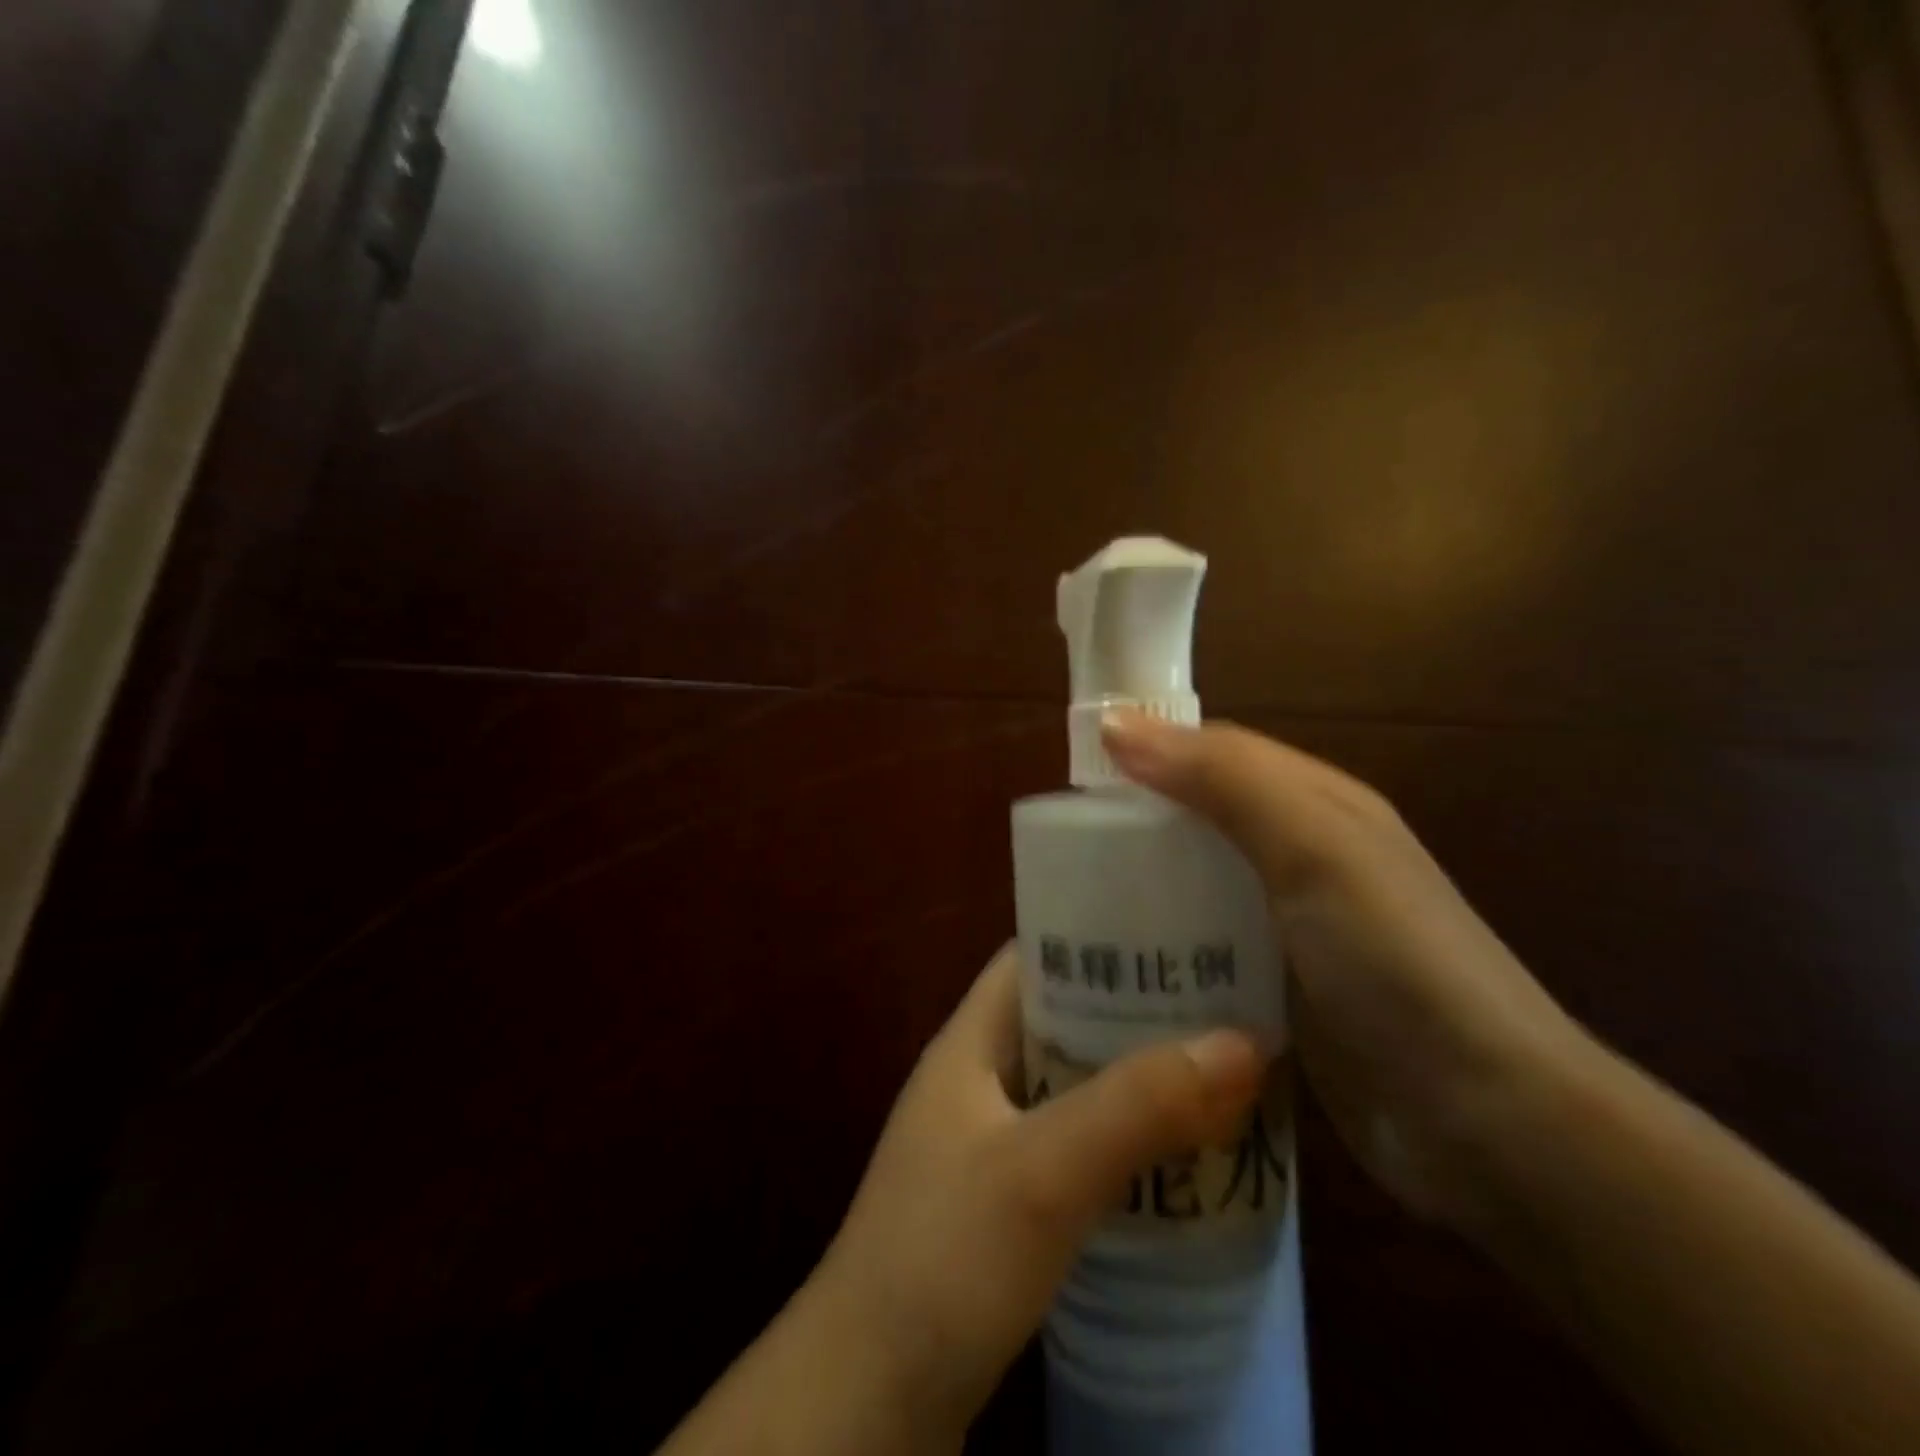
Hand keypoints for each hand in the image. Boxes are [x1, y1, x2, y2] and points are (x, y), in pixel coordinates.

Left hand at [814, 945, 1263, 1443]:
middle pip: (1064, 1017)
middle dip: (1137, 1010)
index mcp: (970, 1041)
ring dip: (1137, 1079)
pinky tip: (1181, 1157)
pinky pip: (1077, 1144)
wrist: (869, 1399)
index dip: (1100, 936)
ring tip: (1220, 1071)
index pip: (1035, 955)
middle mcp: (978, 1078)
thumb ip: (1137, 1105)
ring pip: (1075, 1084)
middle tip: (1223, 1004)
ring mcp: (990, 1141)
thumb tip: (1245, 1041)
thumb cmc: (945, 1257)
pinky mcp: (1006, 1201)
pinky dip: (1126, 1139)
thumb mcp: (1044, 1171)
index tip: (1179, 933)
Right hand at [1102, 711, 1592, 1229]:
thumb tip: (1117, 724)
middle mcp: (1302, 856)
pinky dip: (1165, 946)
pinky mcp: (1279, 989)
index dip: (1148, 751)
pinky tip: (1120, 966)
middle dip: (1136, 826)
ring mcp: (1291, 928)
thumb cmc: (1393, 961)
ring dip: (1145, 890)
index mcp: (1315, 804)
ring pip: (1198, 886)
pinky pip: (1205, 948)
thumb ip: (1222, 778)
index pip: (1214, 754)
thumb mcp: (1311, 847)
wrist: (1485, 1120)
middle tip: (1059, 853)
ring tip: (1074, 911)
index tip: (1075, 775)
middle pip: (1201, 820)